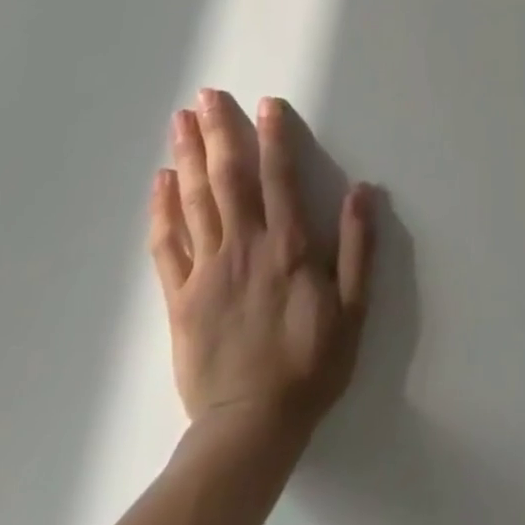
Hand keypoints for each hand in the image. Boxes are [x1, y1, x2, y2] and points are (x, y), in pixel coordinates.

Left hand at [148, 89, 374, 441]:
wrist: (251, 429)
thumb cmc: (309, 364)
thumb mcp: (353, 310)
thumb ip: (359, 248)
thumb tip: (364, 190)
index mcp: (287, 246)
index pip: (278, 177)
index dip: (273, 136)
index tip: (266, 103)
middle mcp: (245, 246)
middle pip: (227, 178)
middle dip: (217, 132)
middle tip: (204, 95)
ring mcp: (207, 270)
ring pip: (194, 201)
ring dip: (187, 156)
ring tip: (180, 120)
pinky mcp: (180, 297)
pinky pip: (167, 245)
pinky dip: (162, 209)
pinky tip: (160, 181)